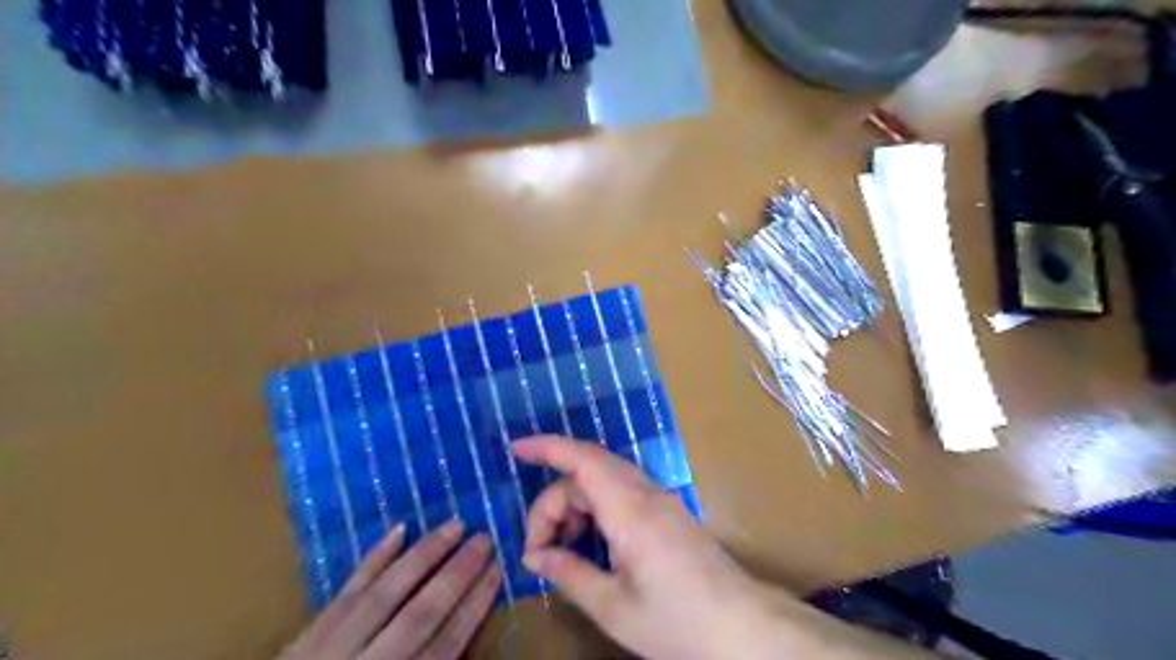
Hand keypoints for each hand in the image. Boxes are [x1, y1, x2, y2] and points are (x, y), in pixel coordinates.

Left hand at [285, 521, 504, 659]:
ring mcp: (334, 647)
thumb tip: (470, 641)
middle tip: (485, 538)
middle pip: (421, 614)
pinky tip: (399, 530)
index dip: (475, 606)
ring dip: (424, 555)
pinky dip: (374, 559)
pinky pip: (346, 590)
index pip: (445, 644)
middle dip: (457, 574)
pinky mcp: (309, 634)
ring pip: (386, 593)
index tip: (497, 570)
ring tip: (455, 525)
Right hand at [513, 435, 772, 657]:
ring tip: (563, 550)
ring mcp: (660, 500)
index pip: (582, 460)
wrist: (743, 628)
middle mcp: (646, 494)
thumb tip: (535, 558)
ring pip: (604, 481)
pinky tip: (591, 543)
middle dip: (554, 500)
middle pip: (588, 472)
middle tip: (539, 550)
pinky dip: (596, 509)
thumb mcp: (614, 607)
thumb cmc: (677, 622)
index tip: (515, 449)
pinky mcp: (667, 512)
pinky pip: (621, 493)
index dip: (547, 446)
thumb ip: (570, 574)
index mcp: (630, 511)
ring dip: (575, 505)